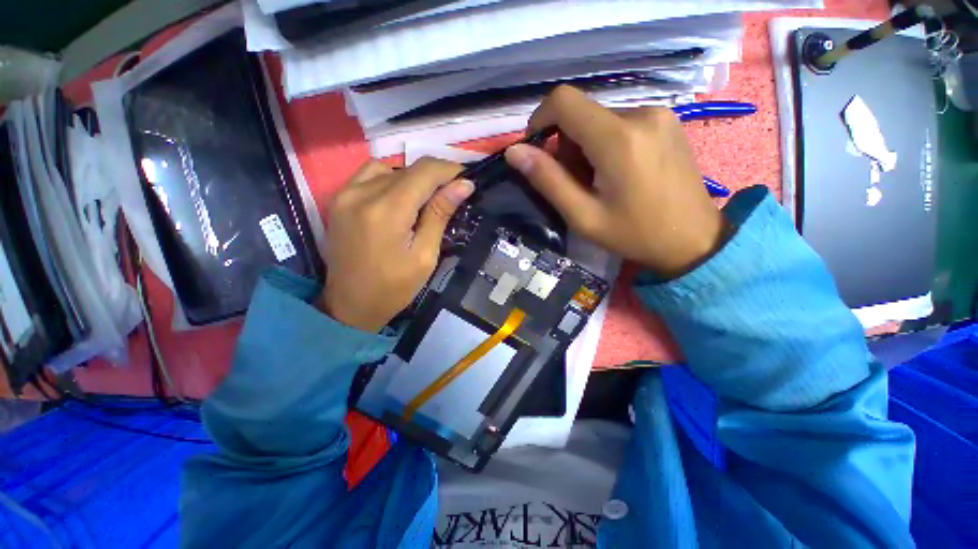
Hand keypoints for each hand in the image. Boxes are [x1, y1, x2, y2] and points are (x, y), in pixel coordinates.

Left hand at [318, 158, 473, 331]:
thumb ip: (440, 214)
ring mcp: (345, 194)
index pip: (424, 171)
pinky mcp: (339, 199)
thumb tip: (463, 185)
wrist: (350, 305)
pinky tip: (399, 199)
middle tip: (451, 196)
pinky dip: (390, 179)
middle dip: (435, 178)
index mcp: (387, 211)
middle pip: (408, 169)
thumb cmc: (394, 288)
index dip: (449, 170)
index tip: (466, 180)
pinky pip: (369, 175)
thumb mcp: (425, 255)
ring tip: (424, 200)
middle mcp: (362, 193)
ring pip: (389, 168)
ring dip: (413, 179)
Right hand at [505, 86, 727, 278]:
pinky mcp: (666, 121)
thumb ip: (548, 180)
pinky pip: (620, 123)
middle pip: (581, 114)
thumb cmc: (634, 234)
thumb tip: (515, 152)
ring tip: (598, 183)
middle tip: (575, 184)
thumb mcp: (583, 216)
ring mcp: (658, 114)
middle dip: (566, 146)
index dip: (540, 120)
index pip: (563, 101)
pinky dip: (606, 144)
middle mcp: (640, 113)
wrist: (694, 239)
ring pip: (599, 119)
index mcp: (617, 138)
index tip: (537, 152)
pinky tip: (618, 173)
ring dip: (586, 148)